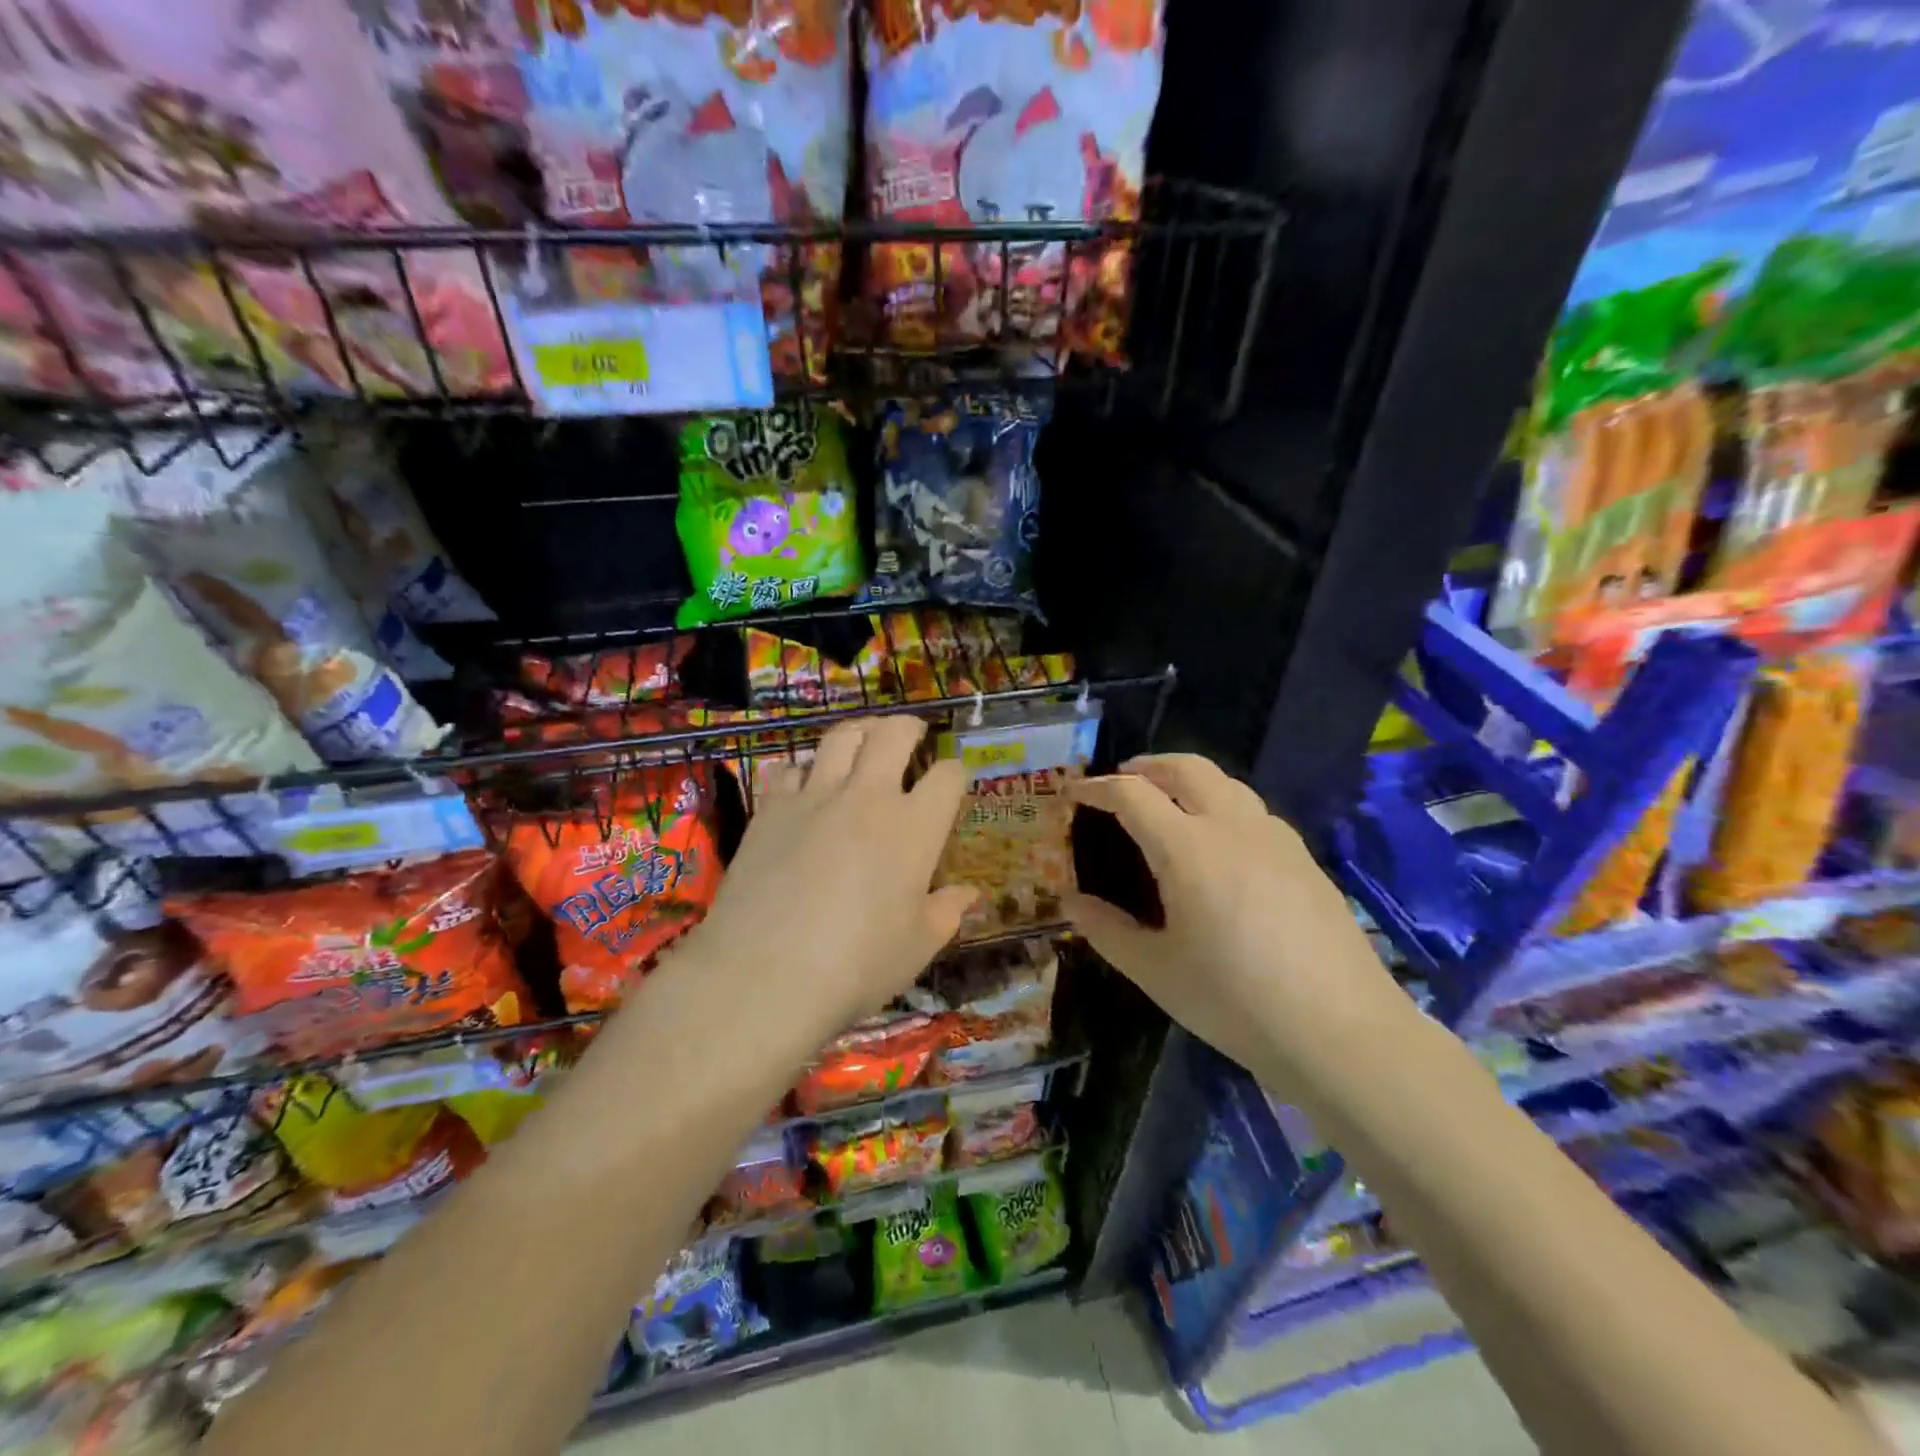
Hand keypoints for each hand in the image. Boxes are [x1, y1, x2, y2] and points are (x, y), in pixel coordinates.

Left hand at [683, 716, 975, 1044]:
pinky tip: (803, 784)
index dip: (955, 773)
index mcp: (915, 828)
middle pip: (893, 735)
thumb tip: (968, 894)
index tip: (952, 780)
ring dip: (859, 732)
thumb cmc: (857, 965)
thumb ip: (947, 912)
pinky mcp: (771, 809)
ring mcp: (815, 798)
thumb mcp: (917, 947)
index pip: (947, 777)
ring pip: (840, 738)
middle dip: (908, 727)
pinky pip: (789, 770)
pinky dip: (802, 770)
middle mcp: (868, 798)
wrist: (766, 974)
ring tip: (863, 740)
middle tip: (911, 733)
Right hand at [1065, 754, 1406, 1089]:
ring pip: (1226, 782)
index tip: (1074, 794)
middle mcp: (1232, 827)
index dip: (1096, 788)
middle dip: (1147, 766)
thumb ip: (1106, 931)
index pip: (1132, 794)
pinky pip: (1253, 811)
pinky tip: (1220, 845)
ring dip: (1188, 779)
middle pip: (1186, 767)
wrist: (1341, 1031)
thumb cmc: (1234, 1001)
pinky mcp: (1304, 859)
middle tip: (1122, 781)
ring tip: (1168, 805)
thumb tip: (1072, 903)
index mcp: (1187, 848)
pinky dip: (1222, 805)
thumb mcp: (1155, 971)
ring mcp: (1275, 839)